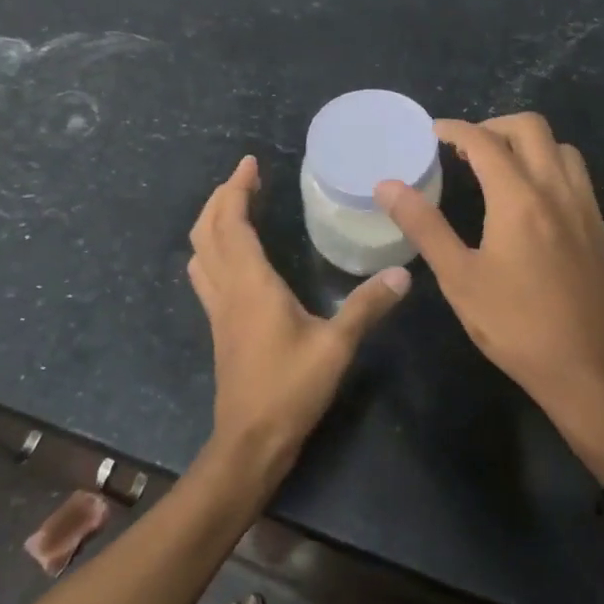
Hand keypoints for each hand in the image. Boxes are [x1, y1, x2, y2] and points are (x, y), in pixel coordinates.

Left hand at [188, 156, 409, 467]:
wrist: (250, 440)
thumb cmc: (290, 389)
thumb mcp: (336, 346)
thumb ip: (366, 306)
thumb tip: (402, 274)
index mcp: (250, 283)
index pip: (232, 222)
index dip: (237, 188)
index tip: (251, 163)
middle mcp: (227, 288)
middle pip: (207, 230)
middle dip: (222, 198)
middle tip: (246, 178)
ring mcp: (218, 309)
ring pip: (201, 252)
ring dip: (213, 222)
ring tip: (236, 207)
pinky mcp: (220, 327)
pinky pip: (207, 274)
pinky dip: (214, 249)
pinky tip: (235, 256)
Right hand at [375, 115, 603, 481]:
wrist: (594, 372)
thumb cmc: (517, 327)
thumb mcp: (460, 279)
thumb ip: (424, 226)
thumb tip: (387, 185)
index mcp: (519, 199)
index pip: (484, 142)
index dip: (455, 129)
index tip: (433, 132)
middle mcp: (558, 191)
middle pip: (531, 128)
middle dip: (493, 126)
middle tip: (464, 148)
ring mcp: (586, 208)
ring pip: (561, 148)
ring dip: (527, 143)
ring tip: (498, 168)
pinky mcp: (601, 229)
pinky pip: (576, 175)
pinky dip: (549, 165)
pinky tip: (531, 201)